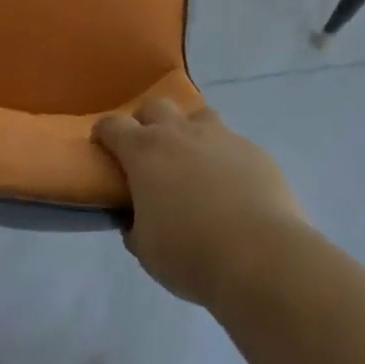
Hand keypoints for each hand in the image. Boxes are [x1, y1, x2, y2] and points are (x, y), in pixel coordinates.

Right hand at [94, 99, 306, 310]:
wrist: (261, 257)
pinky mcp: (254, 150)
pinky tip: (234, 187)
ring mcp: (220, 136)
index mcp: (144, 151)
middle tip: (150, 152)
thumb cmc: (191, 254)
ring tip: (194, 161)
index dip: (104, 132)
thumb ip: (135, 227)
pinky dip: (226, 158)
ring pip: (197, 115)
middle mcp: (179, 133)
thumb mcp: (147, 250)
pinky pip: (233, 143)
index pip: (113, 125)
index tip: (102, 144)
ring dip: (189, 131)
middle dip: (147, 122)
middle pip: (155, 106)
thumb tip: (135, 220)